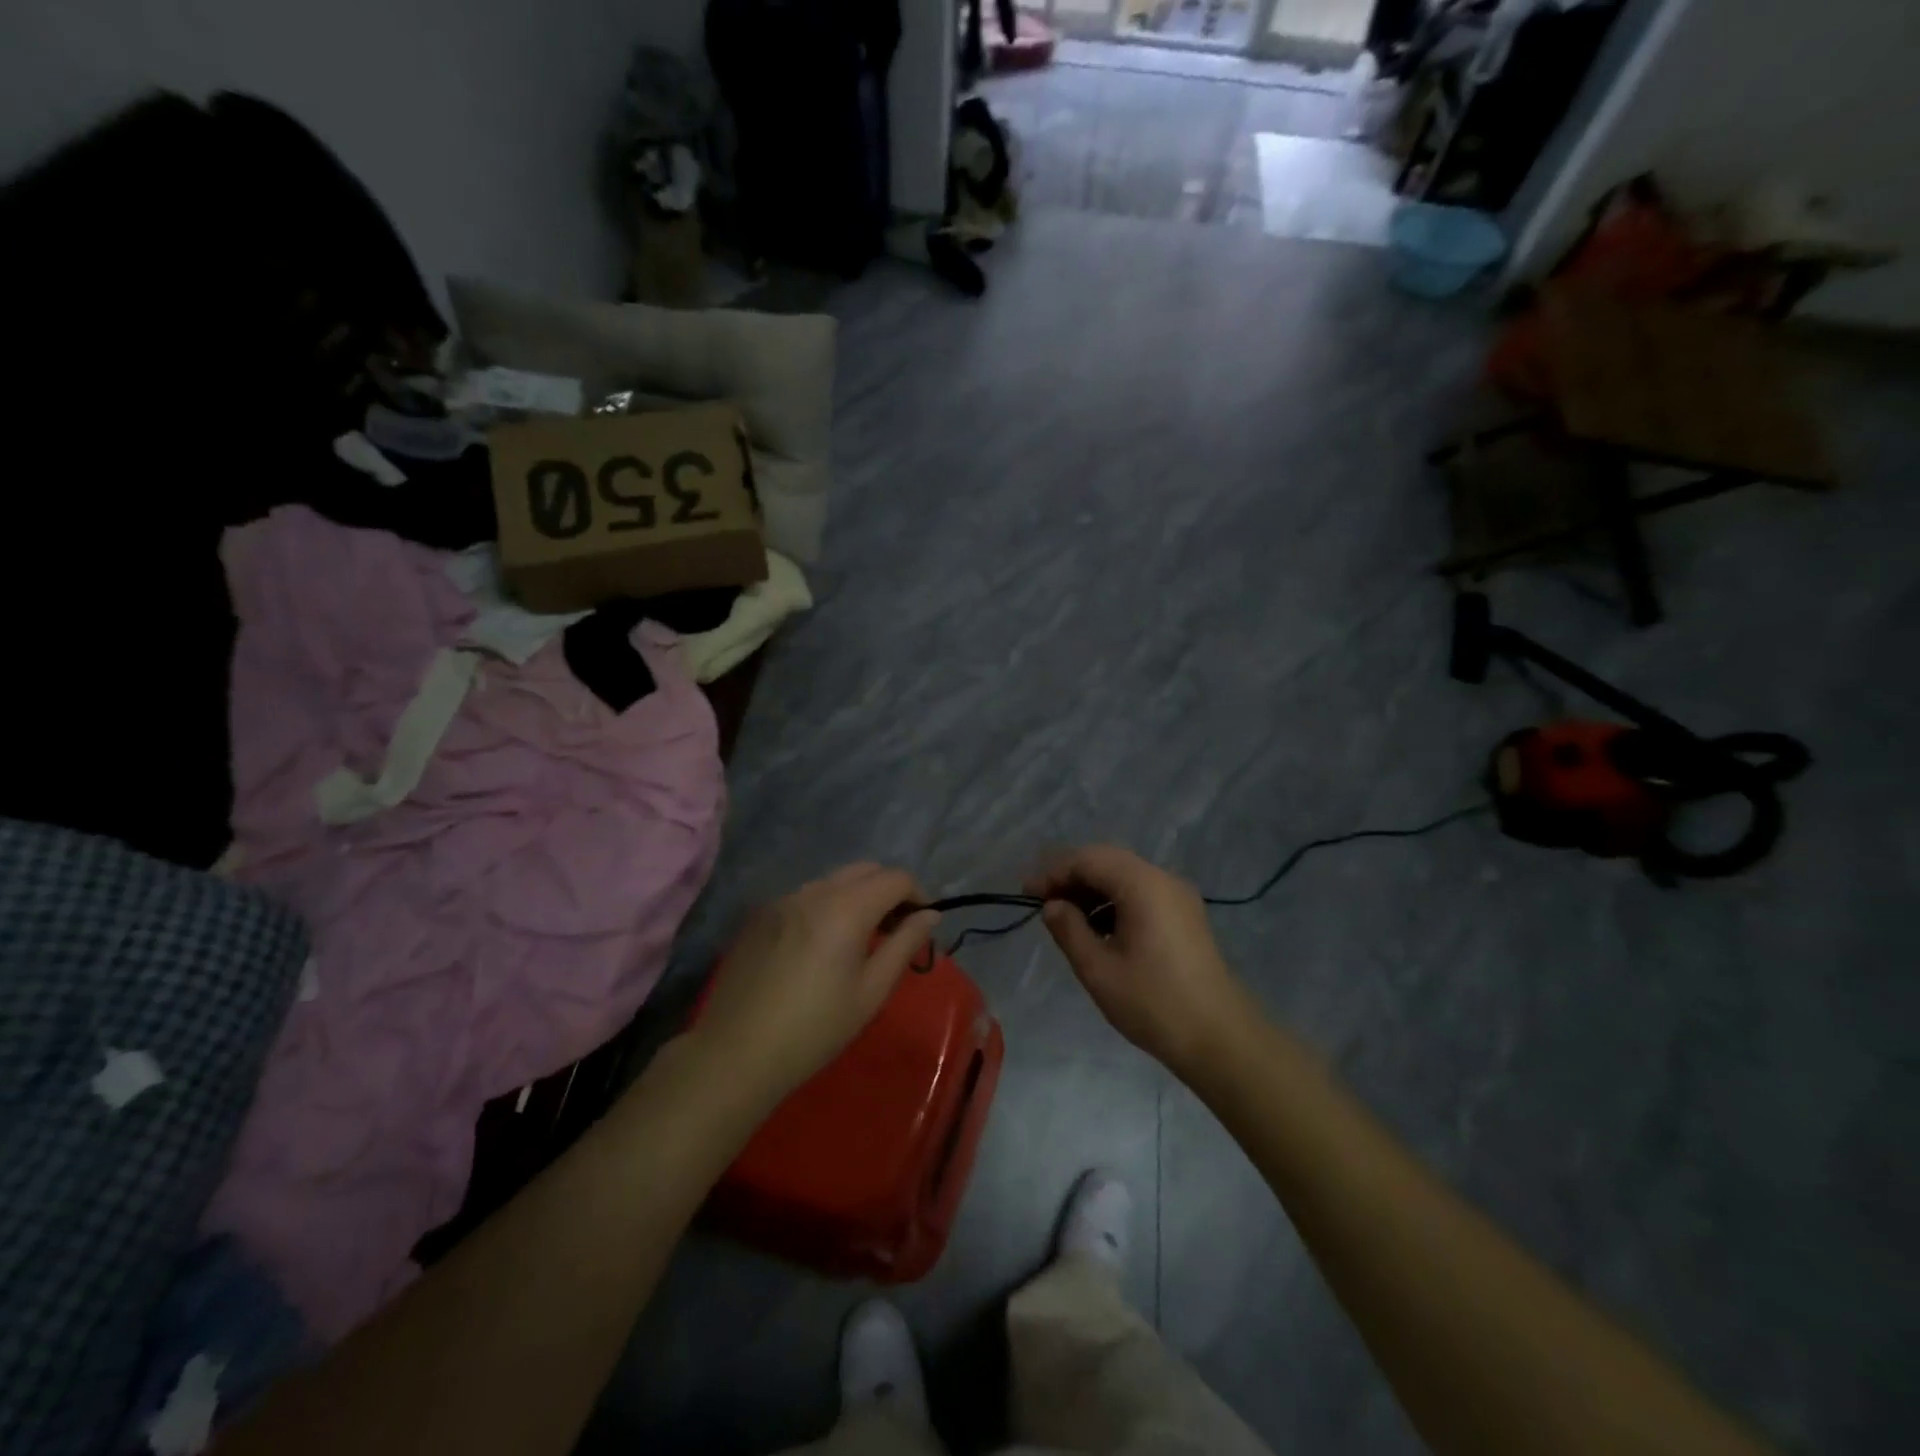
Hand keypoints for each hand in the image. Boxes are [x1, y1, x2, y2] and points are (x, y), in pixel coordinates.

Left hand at [697, 863, 939, 1105]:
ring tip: (860, 939)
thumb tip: (930, 915)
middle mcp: (814, 891)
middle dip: (888, 890)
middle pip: (865, 870)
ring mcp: (784, 900)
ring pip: (834, 881)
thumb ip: (905, 944)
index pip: (895, 878)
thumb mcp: (871, 991)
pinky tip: (822, 946)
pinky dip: (828, 906)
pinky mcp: (762, 916)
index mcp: (846, 907)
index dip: (918, 894)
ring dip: (858, 896)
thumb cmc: (815, 1029)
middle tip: (895, 930)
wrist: (736, 1053)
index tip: (922, 924)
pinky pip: (807, 896)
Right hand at [1028, 846, 1251, 1076]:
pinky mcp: (1185, 915)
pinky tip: (1098, 929)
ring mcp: (1178, 896)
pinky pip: (1141, 893)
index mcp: (1142, 885)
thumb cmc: (1154, 1003)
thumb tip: (1053, 906)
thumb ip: (1069, 930)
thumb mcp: (1098, 969)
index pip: (1088, 859)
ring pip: (1125, 876)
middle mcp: (1163, 879)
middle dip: (1072, 877)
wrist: (1220, 1038)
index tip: (1027, 894)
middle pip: (1107, 861)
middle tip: (1043, 903)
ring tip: (1066, 919)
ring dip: (1093, 890)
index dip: (1054, 872)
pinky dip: (1114, 902)